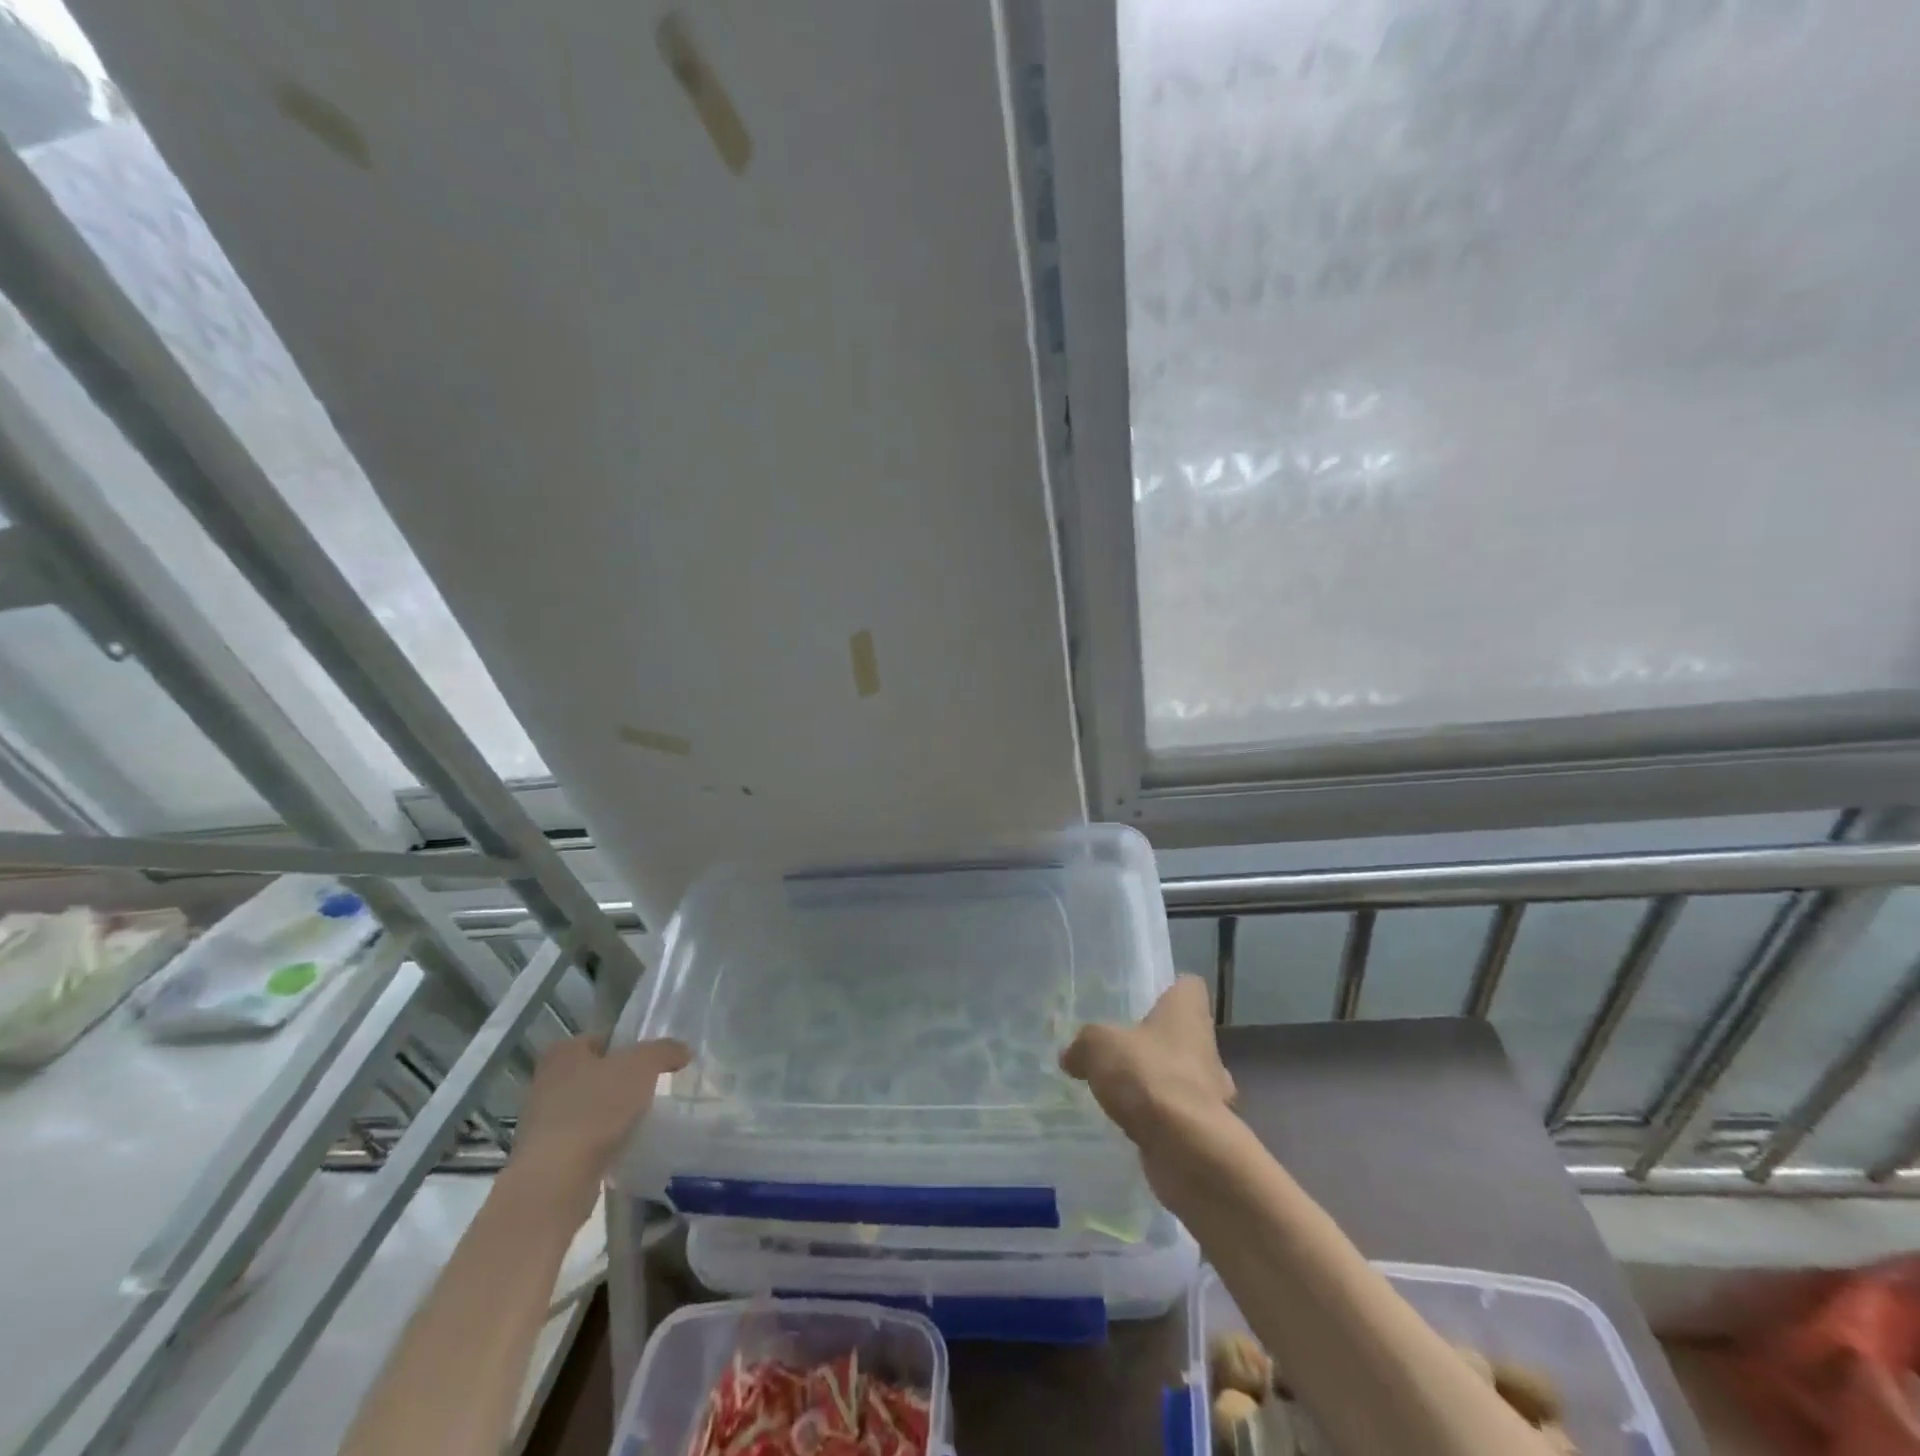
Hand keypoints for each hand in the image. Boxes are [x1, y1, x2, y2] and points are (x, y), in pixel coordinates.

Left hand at [508, 1034, 689, 1209]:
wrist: (557, 1178)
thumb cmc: (597, 1107)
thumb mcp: (642, 1066)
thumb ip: (665, 1051)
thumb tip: (683, 1050)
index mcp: (563, 1052)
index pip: (603, 1038)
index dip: (629, 1047)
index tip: (651, 1062)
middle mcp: (546, 1081)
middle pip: (595, 1073)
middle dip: (620, 1081)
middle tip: (649, 1089)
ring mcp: (541, 1121)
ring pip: (588, 1107)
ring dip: (609, 1113)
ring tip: (639, 1120)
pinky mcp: (545, 1156)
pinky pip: (582, 1139)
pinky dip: (600, 1141)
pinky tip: (620, 1147)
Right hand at [1060, 975, 1234, 1149]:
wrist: (1187, 1149)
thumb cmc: (1148, 1076)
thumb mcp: (1099, 1045)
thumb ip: (1083, 1044)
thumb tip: (1070, 1056)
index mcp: (1188, 1012)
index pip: (1188, 987)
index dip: (1168, 989)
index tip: (1142, 999)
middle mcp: (1206, 1047)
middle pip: (1182, 1033)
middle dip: (1154, 1041)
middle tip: (1118, 1048)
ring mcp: (1211, 1091)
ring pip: (1180, 1075)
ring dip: (1155, 1082)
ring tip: (1118, 1090)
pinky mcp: (1204, 1129)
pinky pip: (1176, 1113)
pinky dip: (1156, 1117)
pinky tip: (1128, 1123)